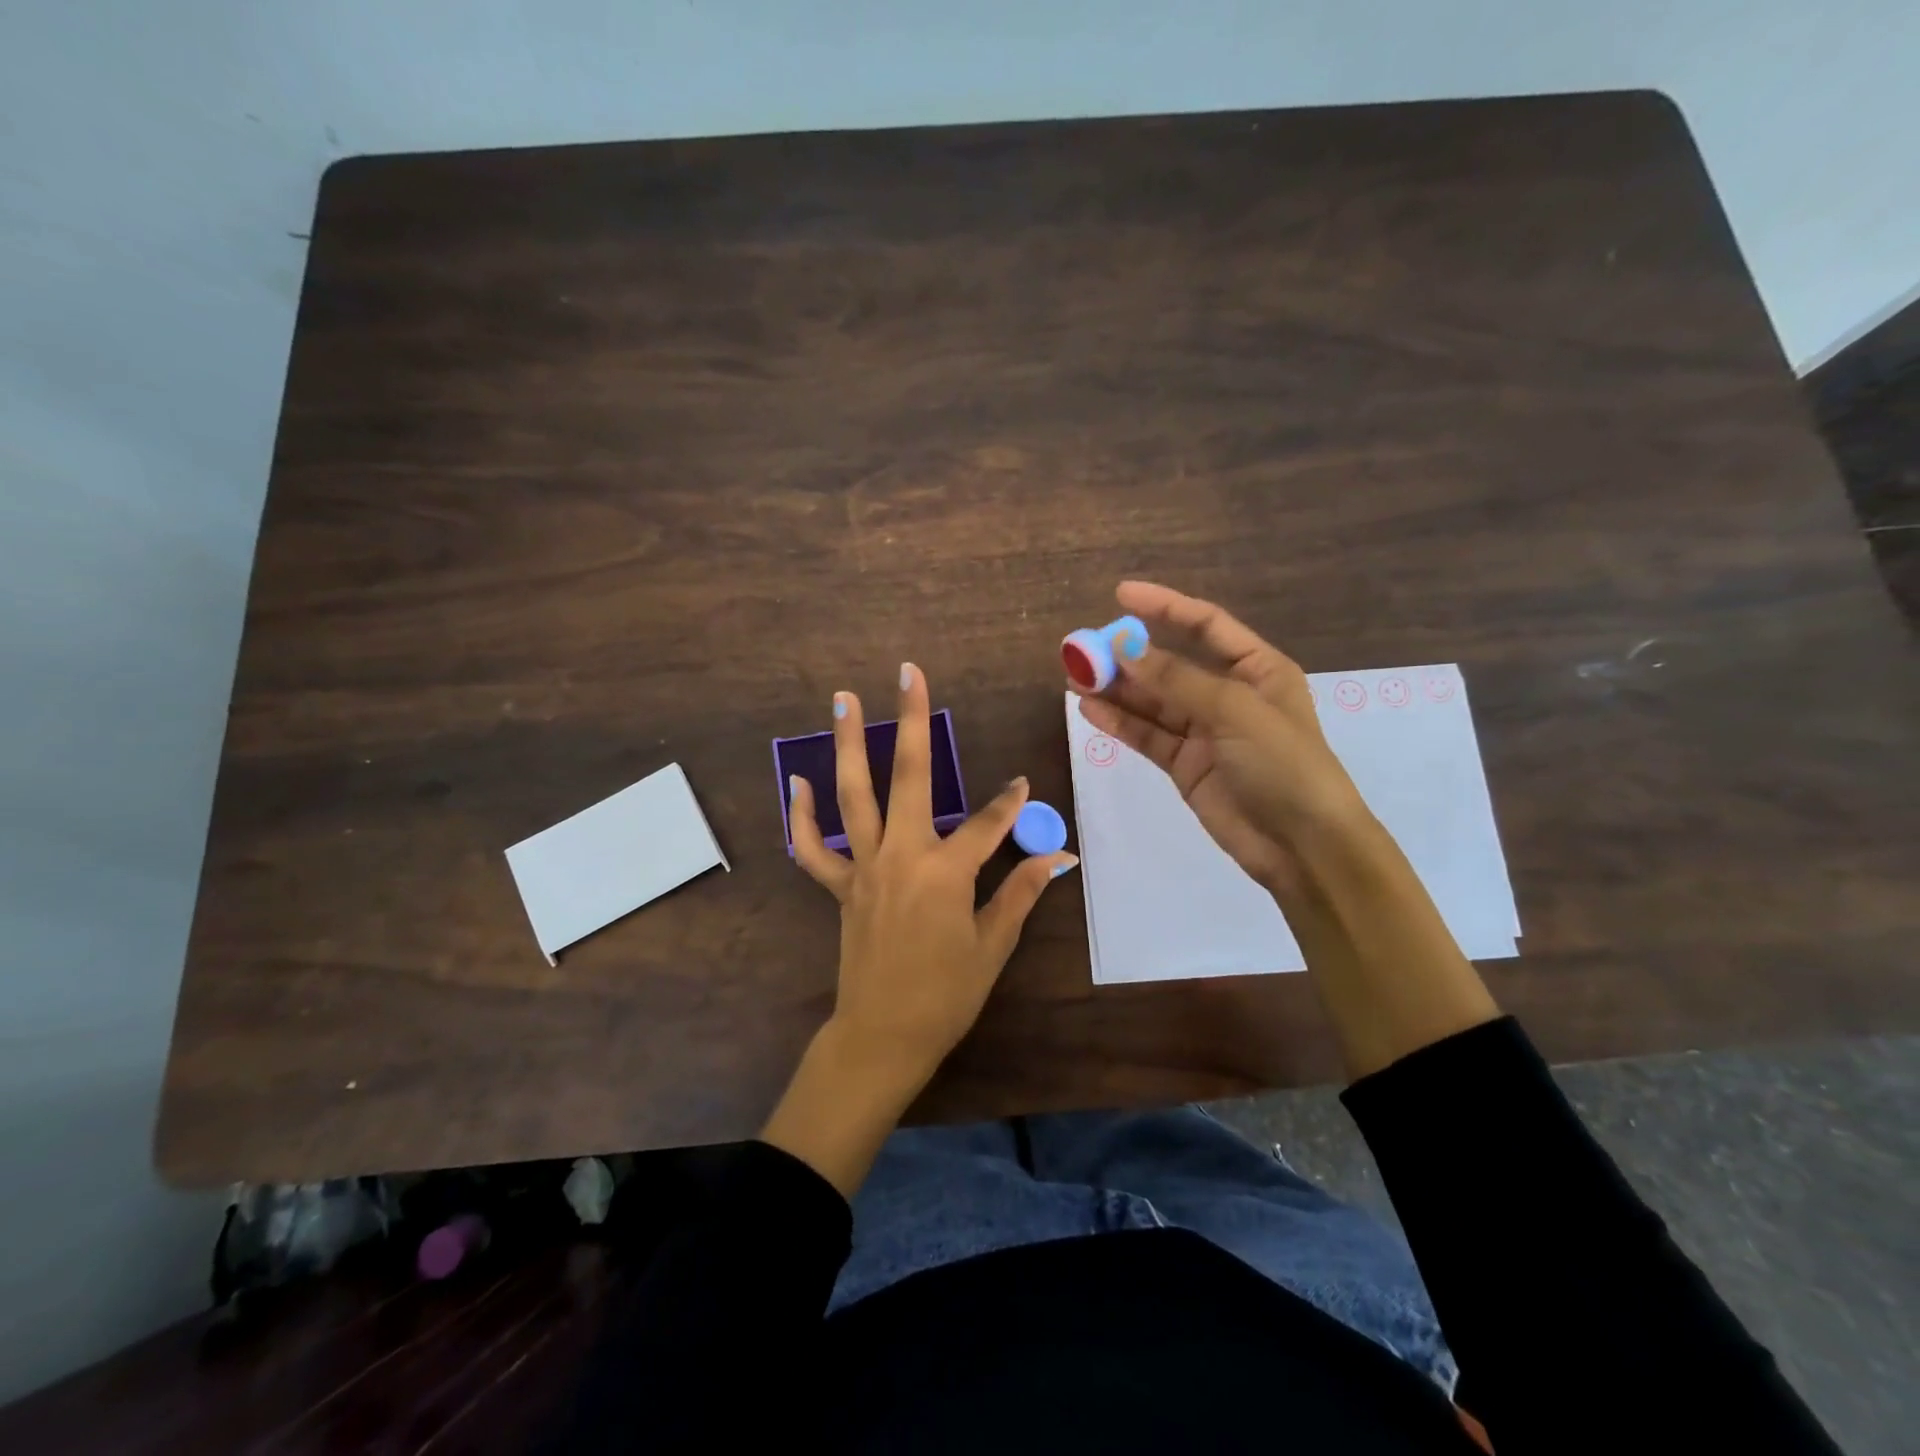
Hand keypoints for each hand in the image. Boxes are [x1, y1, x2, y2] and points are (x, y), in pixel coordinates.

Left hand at [764, 661, 1076, 1196]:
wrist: (883, 1035)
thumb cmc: (945, 995)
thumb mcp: (992, 946)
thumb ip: (1021, 893)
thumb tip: (1059, 858)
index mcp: (945, 872)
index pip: (988, 823)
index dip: (1010, 803)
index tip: (1022, 784)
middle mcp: (902, 855)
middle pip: (909, 776)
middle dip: (911, 720)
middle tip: (907, 672)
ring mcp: (865, 867)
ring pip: (853, 796)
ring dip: (848, 745)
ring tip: (844, 699)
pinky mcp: (841, 886)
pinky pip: (812, 848)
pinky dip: (802, 816)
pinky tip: (798, 782)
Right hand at [1073, 581, 1373, 899]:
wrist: (1302, 846)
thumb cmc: (1283, 764)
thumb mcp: (1234, 711)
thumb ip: (1175, 679)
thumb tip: (1122, 646)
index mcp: (1257, 669)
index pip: (1205, 625)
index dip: (1164, 606)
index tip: (1120, 594)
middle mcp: (1229, 694)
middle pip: (1170, 665)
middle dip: (1127, 656)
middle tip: (1081, 648)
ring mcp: (1205, 732)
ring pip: (1152, 702)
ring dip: (1116, 689)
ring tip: (1074, 677)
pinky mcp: (1186, 765)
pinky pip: (1147, 736)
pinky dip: (1119, 723)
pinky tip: (1089, 710)